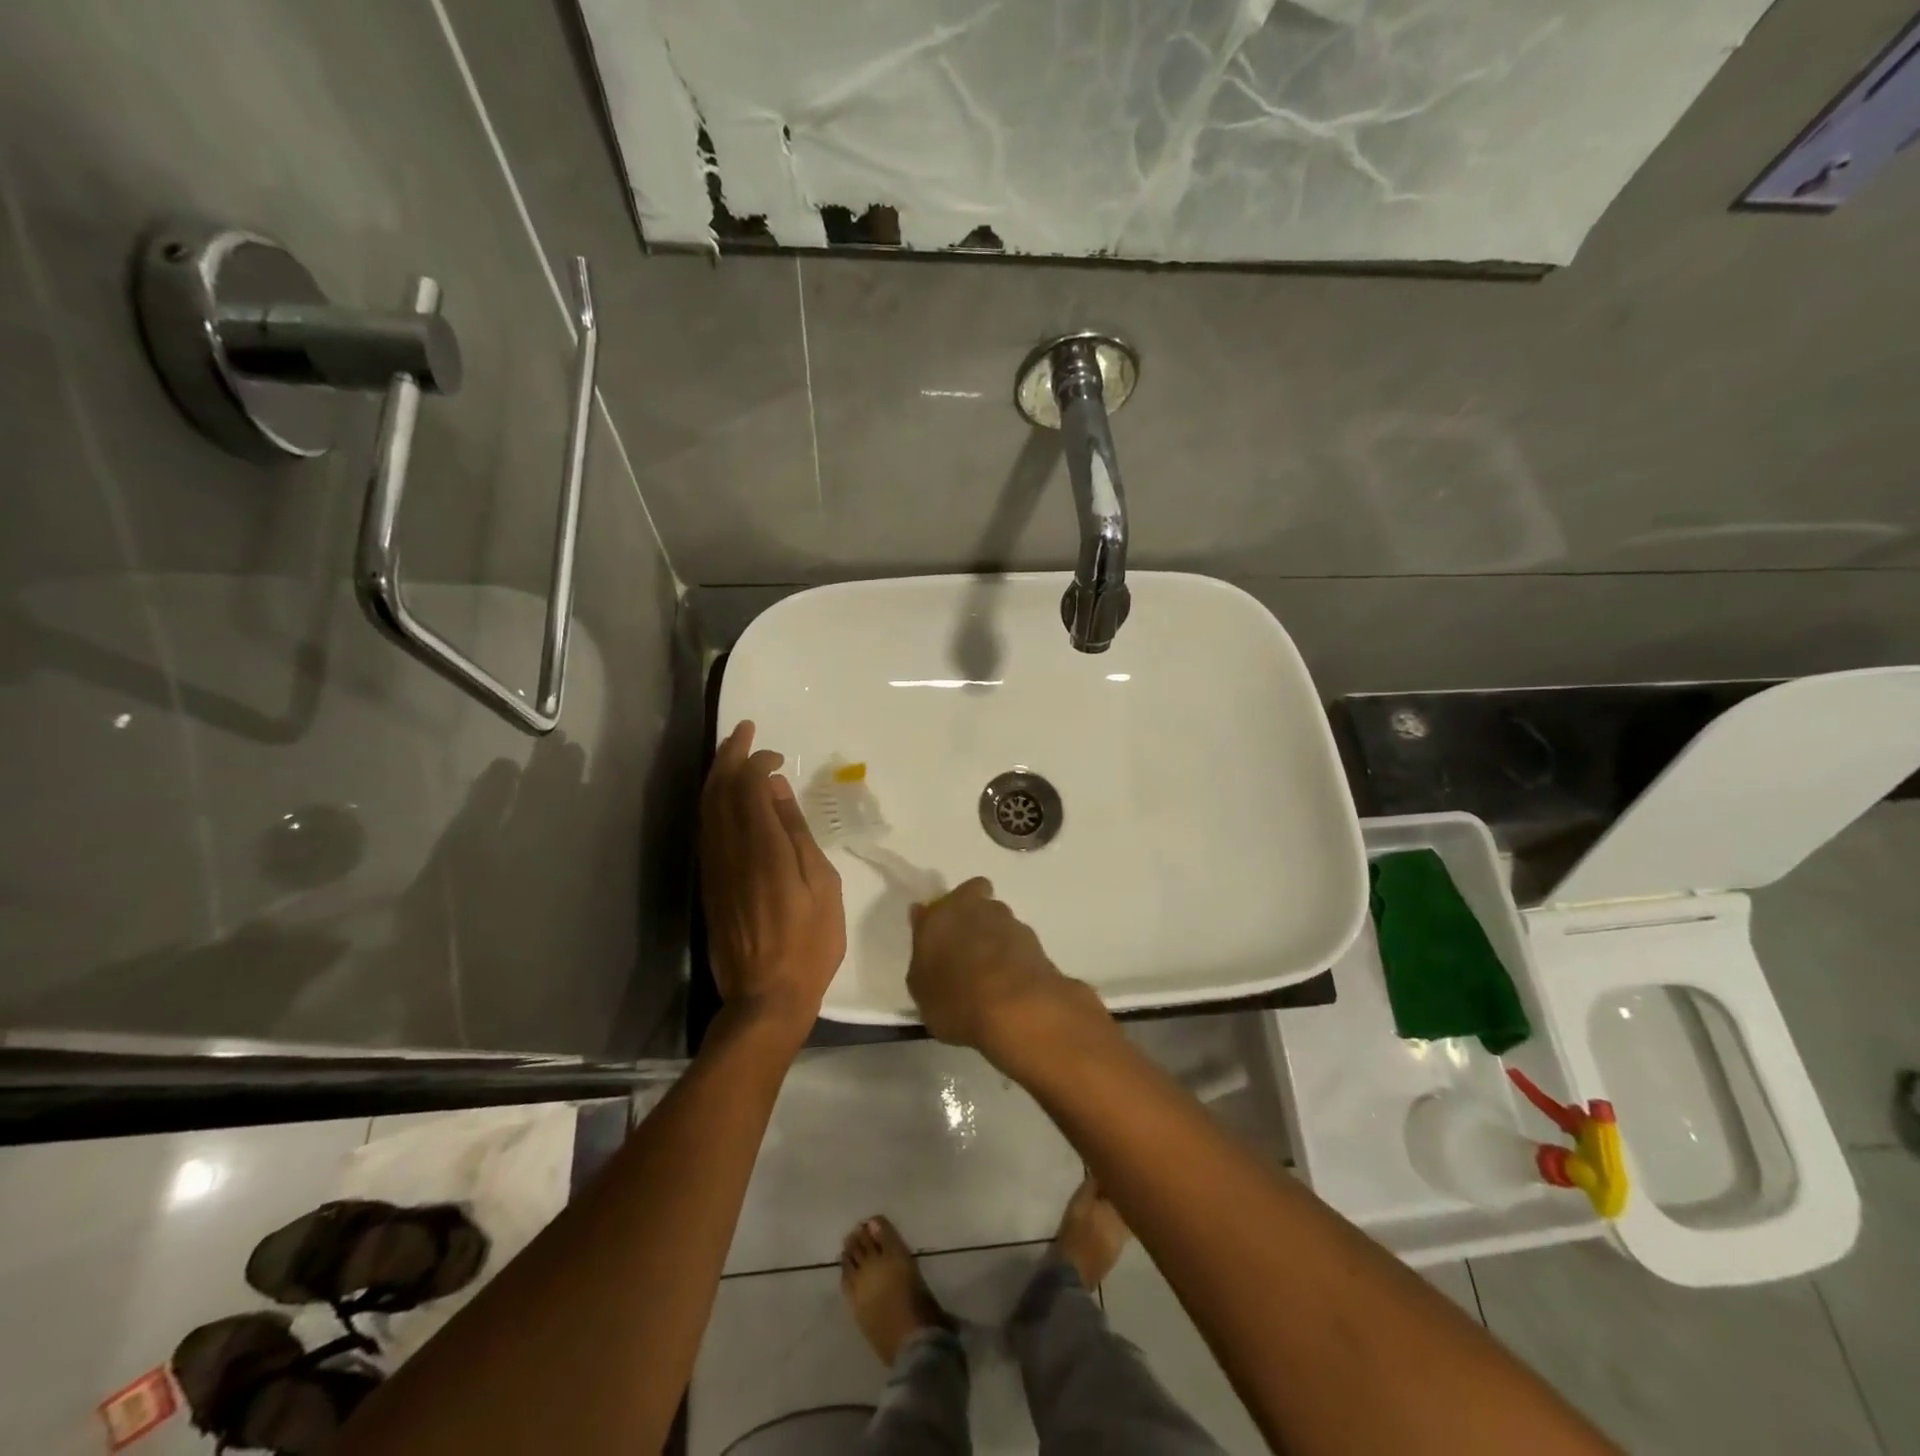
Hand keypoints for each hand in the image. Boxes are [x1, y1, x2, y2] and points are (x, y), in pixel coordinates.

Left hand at [700, 722, 845, 1039]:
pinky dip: (711, 802)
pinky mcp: (709, 883)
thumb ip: (795, 833)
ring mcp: (714, 867)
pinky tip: (721, 797)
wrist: (765, 996)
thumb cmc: (809, 942)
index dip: (756, 761)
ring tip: (730, 753)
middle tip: (742, 729)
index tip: (774, 753)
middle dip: (728, 755)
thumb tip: (774, 788)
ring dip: (716, 774)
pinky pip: (705, 829)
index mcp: (763, 848)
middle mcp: (730, 850)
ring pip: (705, 808)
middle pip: (719, 790)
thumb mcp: (821, 885)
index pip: (747, 786)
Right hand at [907, 878, 1104, 1061]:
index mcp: (940, 916)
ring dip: (995, 937)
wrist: (1016, 1008)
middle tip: (967, 949)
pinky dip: (1014, 957)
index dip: (940, 916)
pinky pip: (1017, 943)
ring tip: (992, 974)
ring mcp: (1008, 921)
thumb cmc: (956, 999)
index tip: (940, 936)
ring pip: (999, 919)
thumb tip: (925, 931)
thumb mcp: (922, 990)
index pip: (938, 903)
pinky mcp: (1035, 940)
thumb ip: (923, 957)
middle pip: (975, 899)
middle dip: (972, 916)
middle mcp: (974, 908)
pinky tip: (1010, 984)